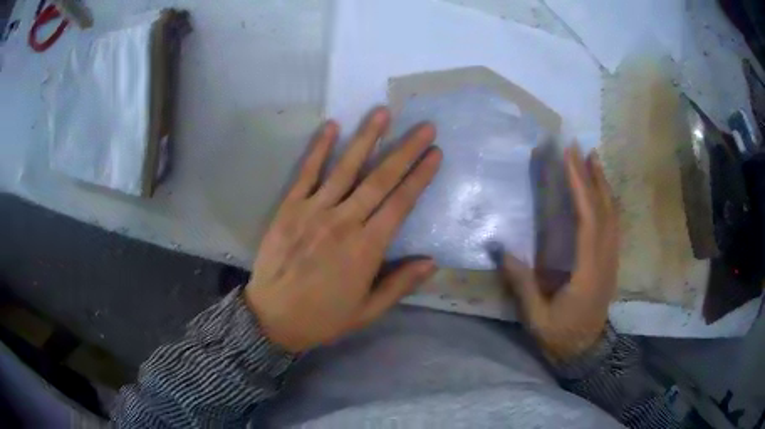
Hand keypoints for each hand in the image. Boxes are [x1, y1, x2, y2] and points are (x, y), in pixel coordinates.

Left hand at [244, 107, 441, 352]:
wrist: (272, 318)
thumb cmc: (323, 317)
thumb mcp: (368, 311)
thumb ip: (400, 284)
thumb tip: (432, 262)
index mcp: (367, 248)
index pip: (401, 203)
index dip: (421, 176)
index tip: (435, 153)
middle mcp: (344, 222)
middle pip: (380, 179)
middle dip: (405, 150)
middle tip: (424, 126)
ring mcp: (314, 211)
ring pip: (346, 168)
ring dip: (366, 138)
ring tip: (382, 112)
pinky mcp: (290, 208)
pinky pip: (306, 173)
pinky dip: (318, 149)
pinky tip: (331, 126)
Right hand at [501, 146, 618, 361]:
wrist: (586, 350)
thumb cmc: (561, 335)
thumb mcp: (537, 317)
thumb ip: (523, 284)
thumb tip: (503, 250)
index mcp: (588, 271)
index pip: (588, 219)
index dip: (580, 186)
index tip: (570, 158)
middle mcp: (605, 259)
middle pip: (604, 211)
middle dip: (593, 177)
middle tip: (582, 149)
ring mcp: (612, 260)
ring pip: (613, 215)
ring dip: (603, 185)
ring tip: (594, 161)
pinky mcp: (612, 262)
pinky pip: (614, 225)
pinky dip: (608, 202)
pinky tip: (602, 191)